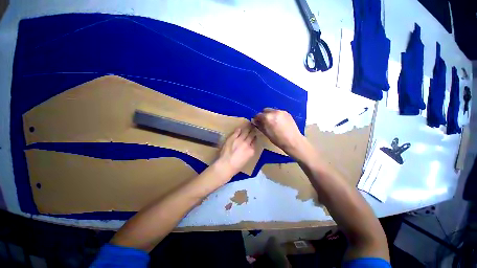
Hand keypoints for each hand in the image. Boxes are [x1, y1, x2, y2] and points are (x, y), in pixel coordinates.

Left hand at [215, 125, 256, 178]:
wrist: (226, 165)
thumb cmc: (236, 166)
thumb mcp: (247, 159)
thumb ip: (249, 151)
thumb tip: (250, 146)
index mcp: (251, 150)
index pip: (255, 141)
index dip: (255, 137)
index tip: (255, 135)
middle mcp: (247, 143)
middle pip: (251, 135)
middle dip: (253, 131)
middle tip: (254, 127)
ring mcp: (239, 140)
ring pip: (245, 132)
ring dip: (248, 128)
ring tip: (249, 125)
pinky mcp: (232, 138)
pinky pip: (237, 131)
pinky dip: (239, 130)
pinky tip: (240, 129)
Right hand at [252, 108, 306, 157]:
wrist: (293, 141)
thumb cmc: (277, 139)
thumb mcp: (266, 133)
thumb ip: (259, 125)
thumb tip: (255, 121)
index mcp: (268, 117)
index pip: (258, 115)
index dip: (256, 119)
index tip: (256, 122)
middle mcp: (274, 112)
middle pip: (265, 110)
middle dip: (263, 115)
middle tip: (264, 122)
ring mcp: (281, 111)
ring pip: (272, 110)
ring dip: (270, 115)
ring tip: (272, 122)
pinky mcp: (287, 113)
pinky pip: (278, 112)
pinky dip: (276, 115)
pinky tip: (278, 122)